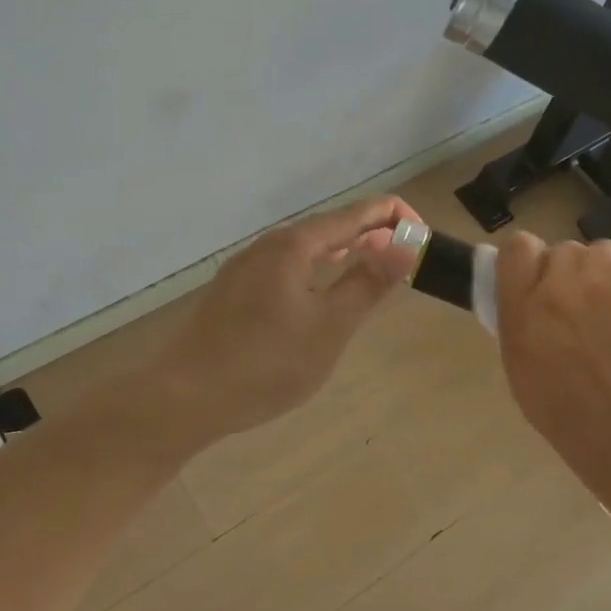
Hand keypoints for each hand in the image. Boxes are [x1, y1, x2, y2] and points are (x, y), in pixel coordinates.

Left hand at [152, 196, 421, 443]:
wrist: (187, 396)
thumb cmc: (267, 363)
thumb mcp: (329, 327)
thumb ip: (368, 283)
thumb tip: (405, 244)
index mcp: (294, 245)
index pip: (355, 214)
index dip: (394, 216)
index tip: (424, 235)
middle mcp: (268, 245)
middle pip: (329, 226)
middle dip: (371, 233)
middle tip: (405, 254)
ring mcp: (246, 267)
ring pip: (306, 247)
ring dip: (344, 251)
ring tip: (372, 264)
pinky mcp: (234, 291)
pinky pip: (287, 266)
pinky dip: (318, 268)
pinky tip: (321, 290)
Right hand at [495, 196, 610, 549]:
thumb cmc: (588, 436)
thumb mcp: (529, 389)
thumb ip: (523, 334)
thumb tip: (529, 304)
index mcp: (522, 317)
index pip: (514, 251)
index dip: (526, 264)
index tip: (536, 283)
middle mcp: (560, 287)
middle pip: (561, 252)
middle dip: (570, 276)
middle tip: (589, 313)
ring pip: (601, 249)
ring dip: (607, 271)